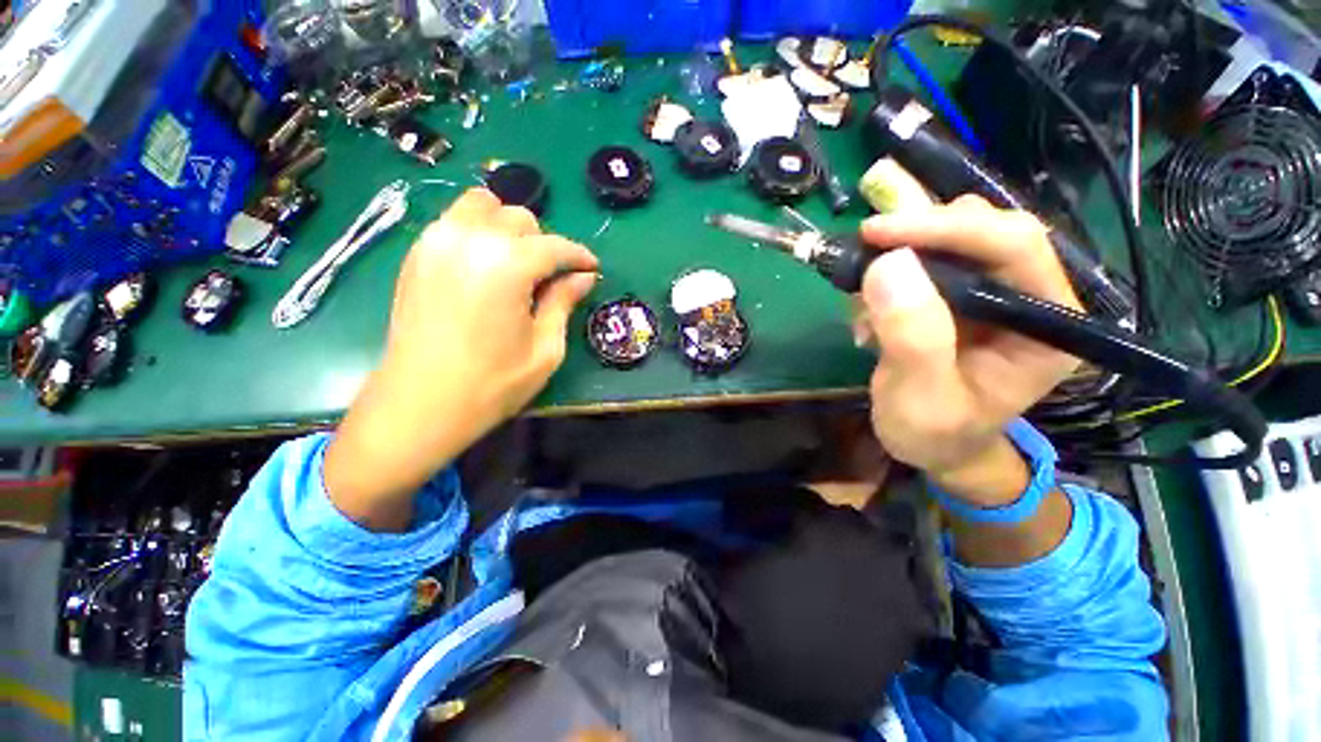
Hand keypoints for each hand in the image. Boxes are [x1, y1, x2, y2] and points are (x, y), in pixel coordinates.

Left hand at [326, 189, 598, 529]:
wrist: (420, 404)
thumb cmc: (492, 384)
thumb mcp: (545, 349)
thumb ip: (563, 303)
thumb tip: (584, 277)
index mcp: (507, 265)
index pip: (555, 246)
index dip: (579, 256)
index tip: (592, 269)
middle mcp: (470, 240)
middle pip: (519, 217)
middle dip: (544, 243)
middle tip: (551, 277)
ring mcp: (436, 242)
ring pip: (481, 206)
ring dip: (507, 228)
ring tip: (517, 265)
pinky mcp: (416, 254)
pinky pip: (454, 222)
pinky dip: (478, 232)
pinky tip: (486, 267)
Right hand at [858, 196, 1081, 503]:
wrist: (933, 445)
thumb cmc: (935, 433)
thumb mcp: (920, 398)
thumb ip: (913, 337)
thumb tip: (887, 263)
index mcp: (1048, 323)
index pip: (1015, 246)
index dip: (947, 228)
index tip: (878, 232)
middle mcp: (1030, 295)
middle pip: (986, 228)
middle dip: (921, 232)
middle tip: (866, 248)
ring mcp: (995, 291)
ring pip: (954, 236)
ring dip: (901, 251)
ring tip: (864, 295)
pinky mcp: (961, 294)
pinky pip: (927, 258)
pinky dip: (889, 270)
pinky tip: (869, 307)